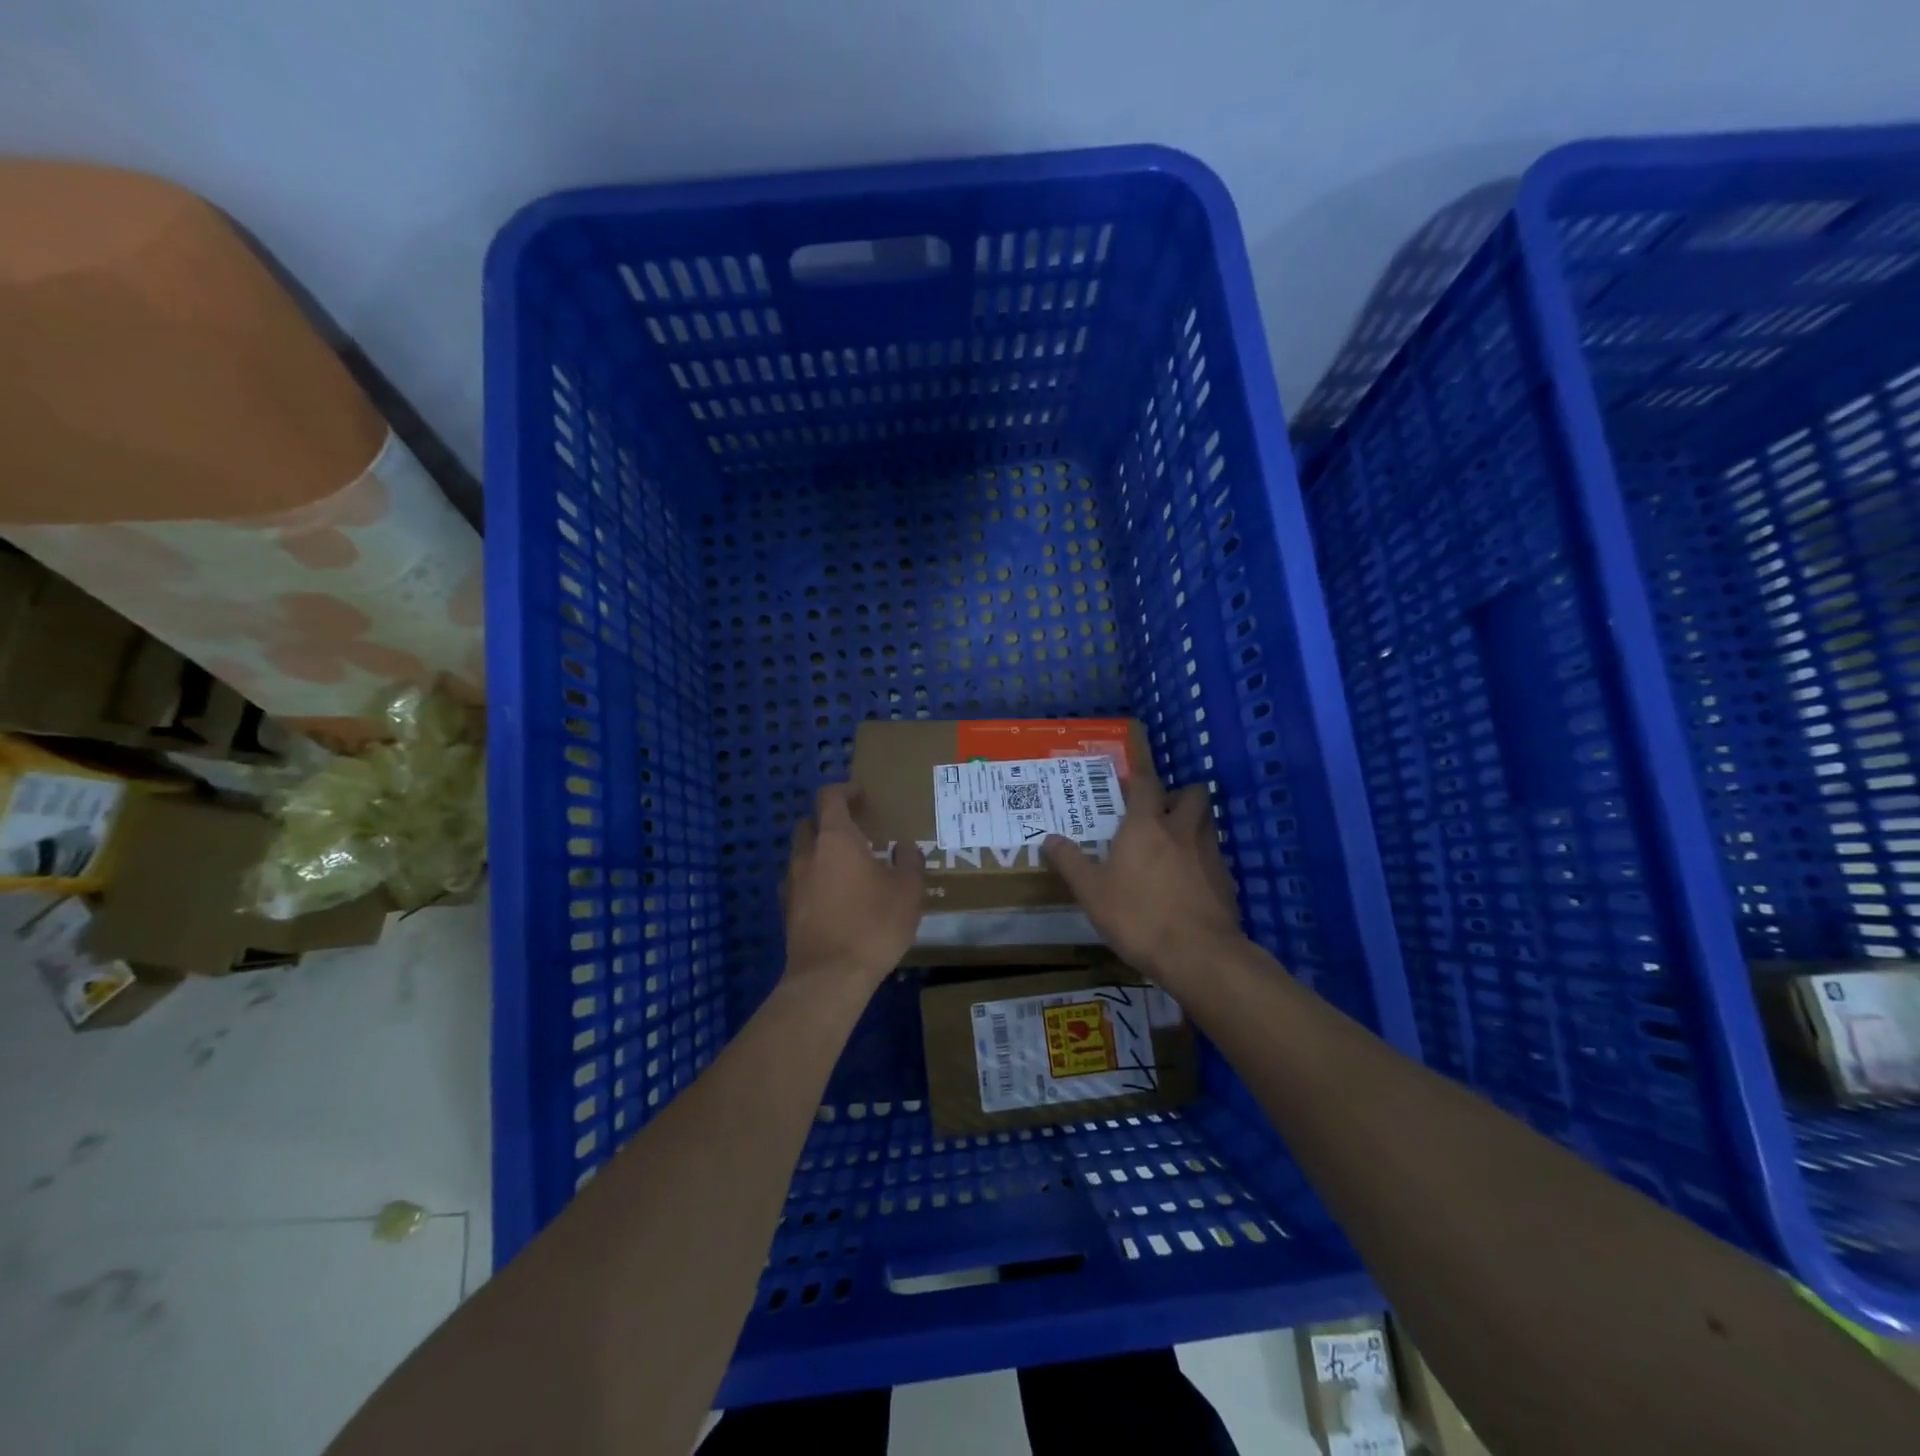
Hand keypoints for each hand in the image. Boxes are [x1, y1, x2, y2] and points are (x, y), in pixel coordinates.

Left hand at [782, 782, 925, 991]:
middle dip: (828, 821)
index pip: (829, 797)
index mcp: (835, 839)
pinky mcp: (786, 910)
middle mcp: (807, 854)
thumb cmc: (873, 925)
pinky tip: (832, 898)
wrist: (829, 977)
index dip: (845, 791)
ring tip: (847, 868)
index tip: (862, 796)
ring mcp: (791, 883)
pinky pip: (798, 883)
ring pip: (801, 854)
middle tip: (855, 832)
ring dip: (820, 852)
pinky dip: (813, 880)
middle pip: (809, 823)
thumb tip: (905, 847)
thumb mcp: (908, 891)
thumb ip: (909, 862)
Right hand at [1043, 778, 1244, 985]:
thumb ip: (1070, 862)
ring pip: (1207, 822)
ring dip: (1193, 824)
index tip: (1127, 786)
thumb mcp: (1091, 892)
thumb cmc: (1137, 917)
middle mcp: (1182, 830)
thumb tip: (1049, 839)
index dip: (1138, 779)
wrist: (1198, 954)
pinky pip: (1215, 856)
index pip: (1147, 783)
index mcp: (1147, 825)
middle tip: (1159, 813)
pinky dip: (1203, 859)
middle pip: (1192, 793)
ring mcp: (1209, 854)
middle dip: (1178, 796)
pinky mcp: (1227, 880)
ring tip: (1173, 845)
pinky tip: (1189, 881)